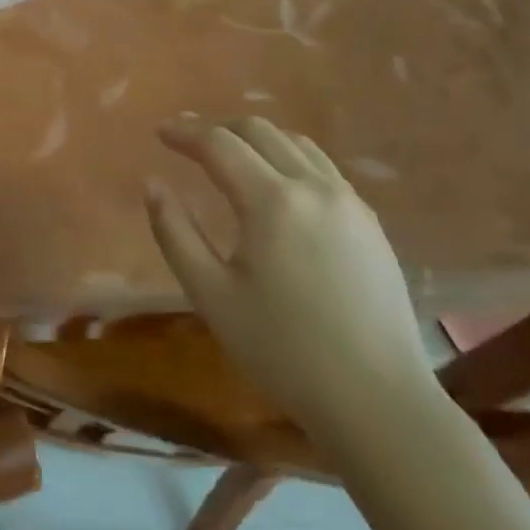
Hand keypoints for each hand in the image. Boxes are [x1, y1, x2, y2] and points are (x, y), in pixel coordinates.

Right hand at [145, 115, 434, 437]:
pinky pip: (322, 167)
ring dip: (255, 138)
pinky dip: (288, 157)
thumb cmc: (282, 350)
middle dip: (217, 128)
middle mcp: (314, 187)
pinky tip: (276, 185)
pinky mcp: (370, 223)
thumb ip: (174, 232)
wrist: (378, 401)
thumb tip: (152, 184)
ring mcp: (349, 202)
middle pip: (259, 131)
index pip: (219, 144)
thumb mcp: (211, 295)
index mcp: (272, 201)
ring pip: (296, 143)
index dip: (185, 132)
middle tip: (187, 142)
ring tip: (229, 156)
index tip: (159, 132)